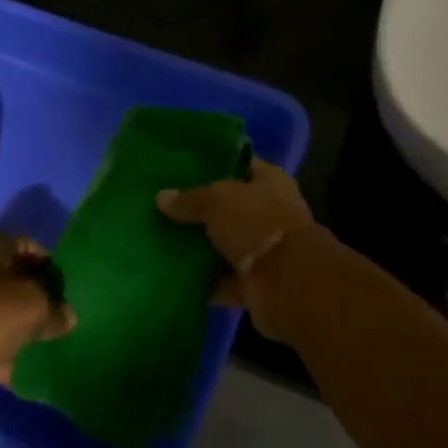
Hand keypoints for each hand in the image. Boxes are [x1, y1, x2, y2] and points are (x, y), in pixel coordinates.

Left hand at [0, 233, 75, 409]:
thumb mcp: (31, 306)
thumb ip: (54, 309)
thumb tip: (68, 317)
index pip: (29, 246)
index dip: (52, 266)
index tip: (71, 290)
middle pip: (13, 280)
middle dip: (38, 300)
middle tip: (62, 319)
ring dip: (21, 329)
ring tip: (48, 346)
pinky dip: (2, 354)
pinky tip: (23, 372)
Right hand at [156, 159, 317, 337]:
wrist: (287, 282)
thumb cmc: (256, 223)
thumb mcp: (217, 200)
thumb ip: (190, 199)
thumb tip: (161, 197)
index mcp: (270, 181)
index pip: (240, 164)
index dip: (214, 164)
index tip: (181, 168)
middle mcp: (270, 212)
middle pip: (229, 207)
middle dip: (200, 210)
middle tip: (163, 207)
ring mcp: (263, 250)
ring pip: (224, 244)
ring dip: (199, 248)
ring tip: (160, 241)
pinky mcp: (254, 283)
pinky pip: (222, 280)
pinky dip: (202, 282)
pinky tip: (171, 276)